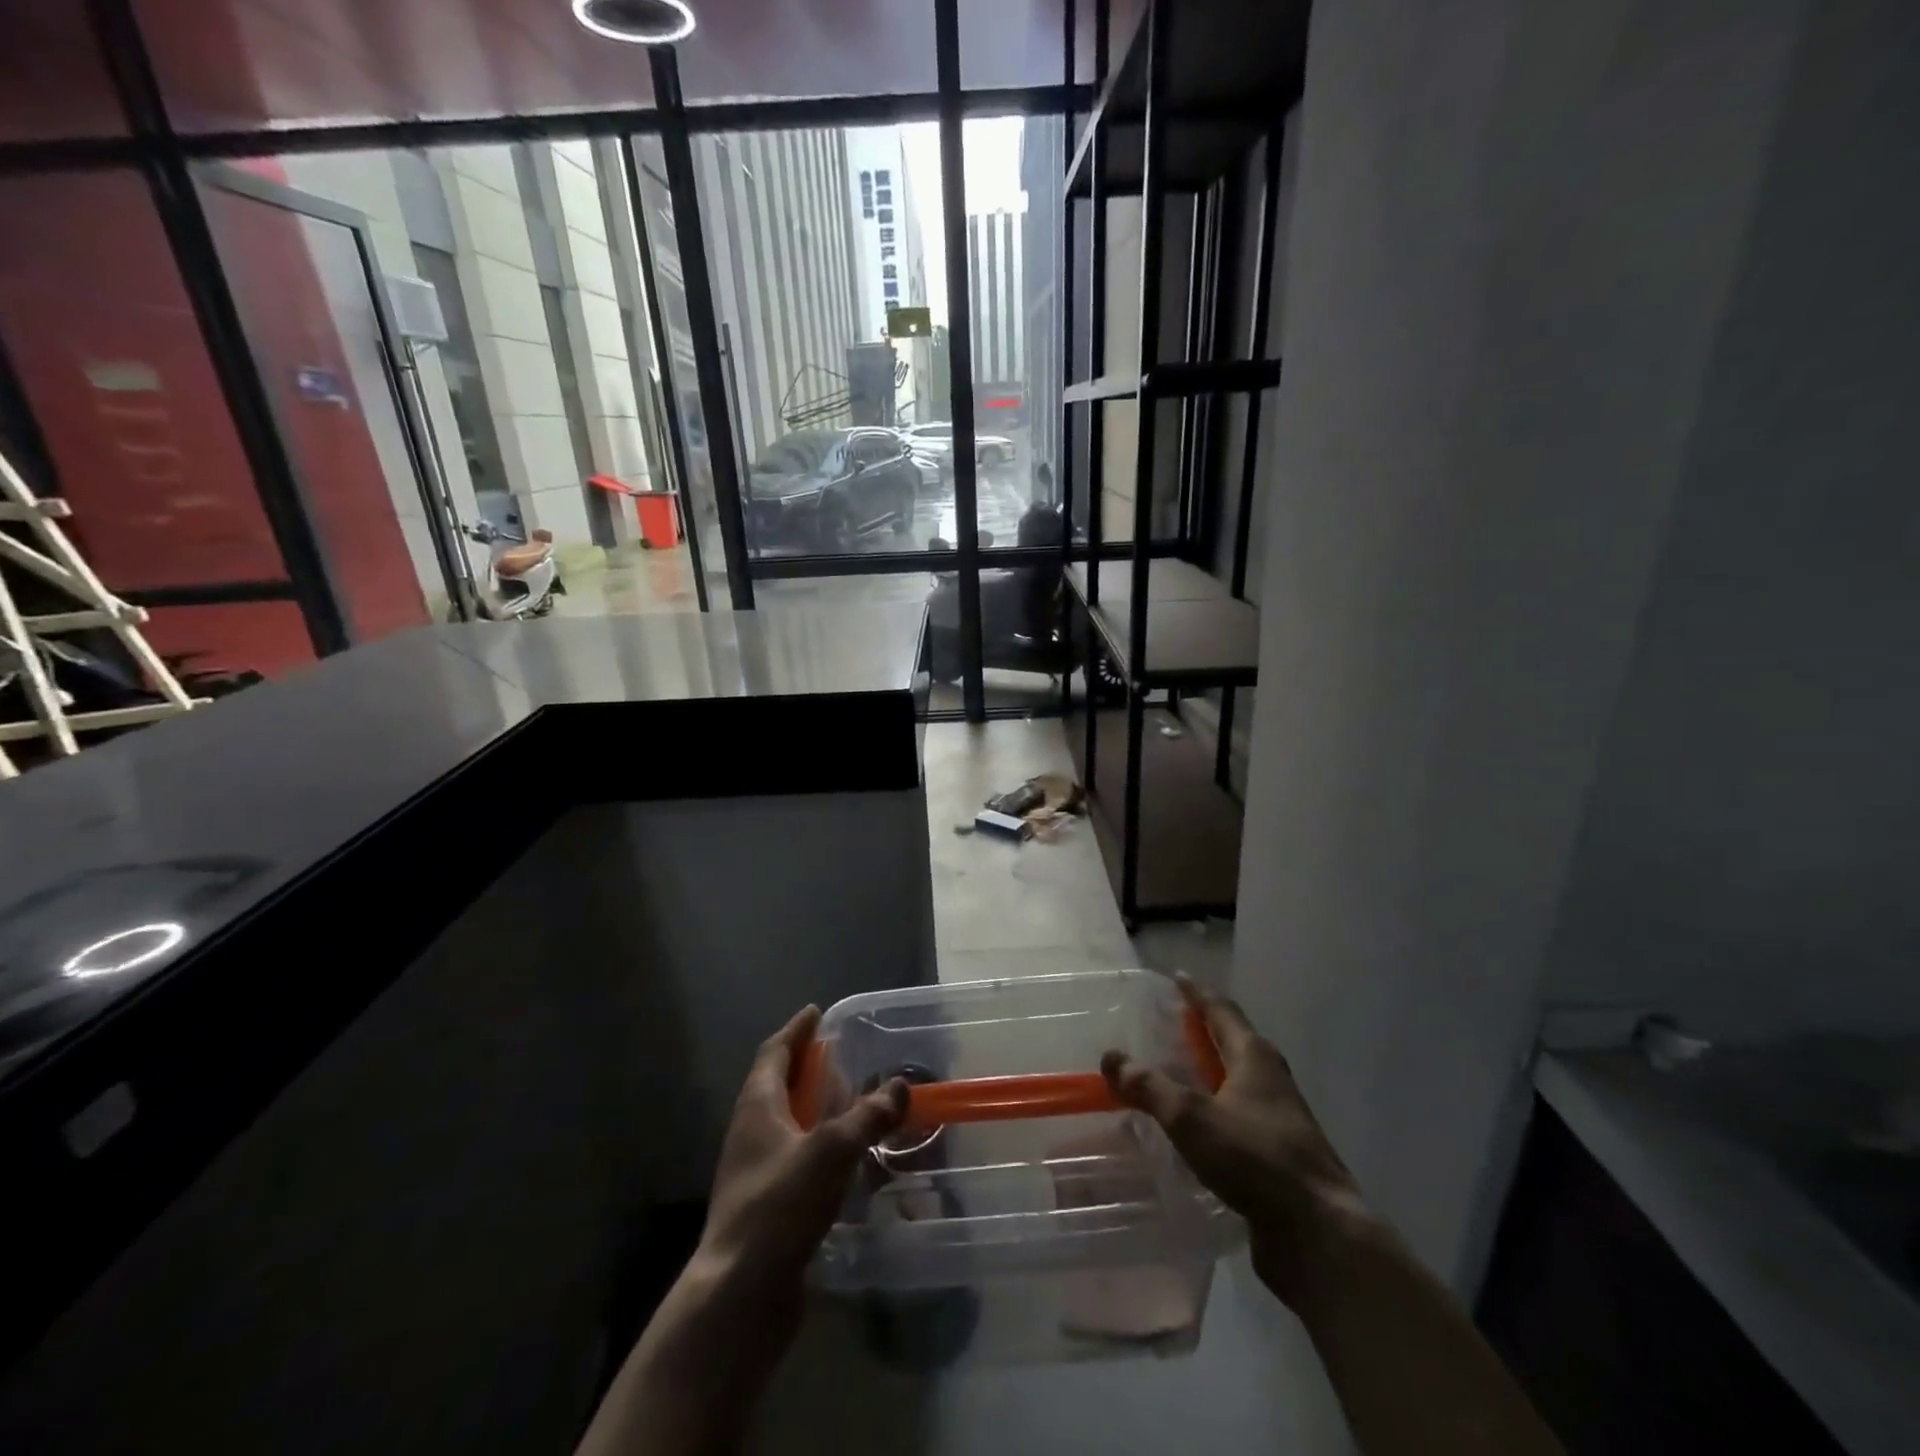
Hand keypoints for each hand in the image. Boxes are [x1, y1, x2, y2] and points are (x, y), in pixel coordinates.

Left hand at [698, 1006, 907, 1290]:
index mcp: (757, 1106)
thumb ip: (867, 1116)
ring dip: (814, 1109)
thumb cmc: (779, 1206)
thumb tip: (899, 1086)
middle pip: (777, 1086)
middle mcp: (750, 1132)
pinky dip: (818, 1148)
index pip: (774, 1053)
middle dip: (807, 1068)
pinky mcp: (766, 1207)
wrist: (739, 1295)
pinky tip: (845, 1161)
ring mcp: (755, 1172)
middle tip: (841, 1056)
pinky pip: (794, 1160)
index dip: (796, 1031)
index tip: (816, 1012)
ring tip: (850, 1103)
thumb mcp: (830, 1151)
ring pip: (786, 1125)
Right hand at [1101, 973, 1369, 1308]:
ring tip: (1172, 1075)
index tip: (1177, 977)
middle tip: (1167, 1025)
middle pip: (1232, 1042)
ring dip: (1207, 1073)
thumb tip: (1111, 1057)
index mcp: (1254, 1057)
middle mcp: (1270, 1079)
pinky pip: (1237, 1117)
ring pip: (1236, 1082)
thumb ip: (1149, 1086)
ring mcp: (1279, 1118)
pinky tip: (1192, 1130)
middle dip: (1201, 1031)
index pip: (1221, 1010)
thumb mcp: (1191, 1116)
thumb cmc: (1255, 1158)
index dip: (1197, 993)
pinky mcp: (1278, 1155)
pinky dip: (1213, 1110)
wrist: (1319, 1233)